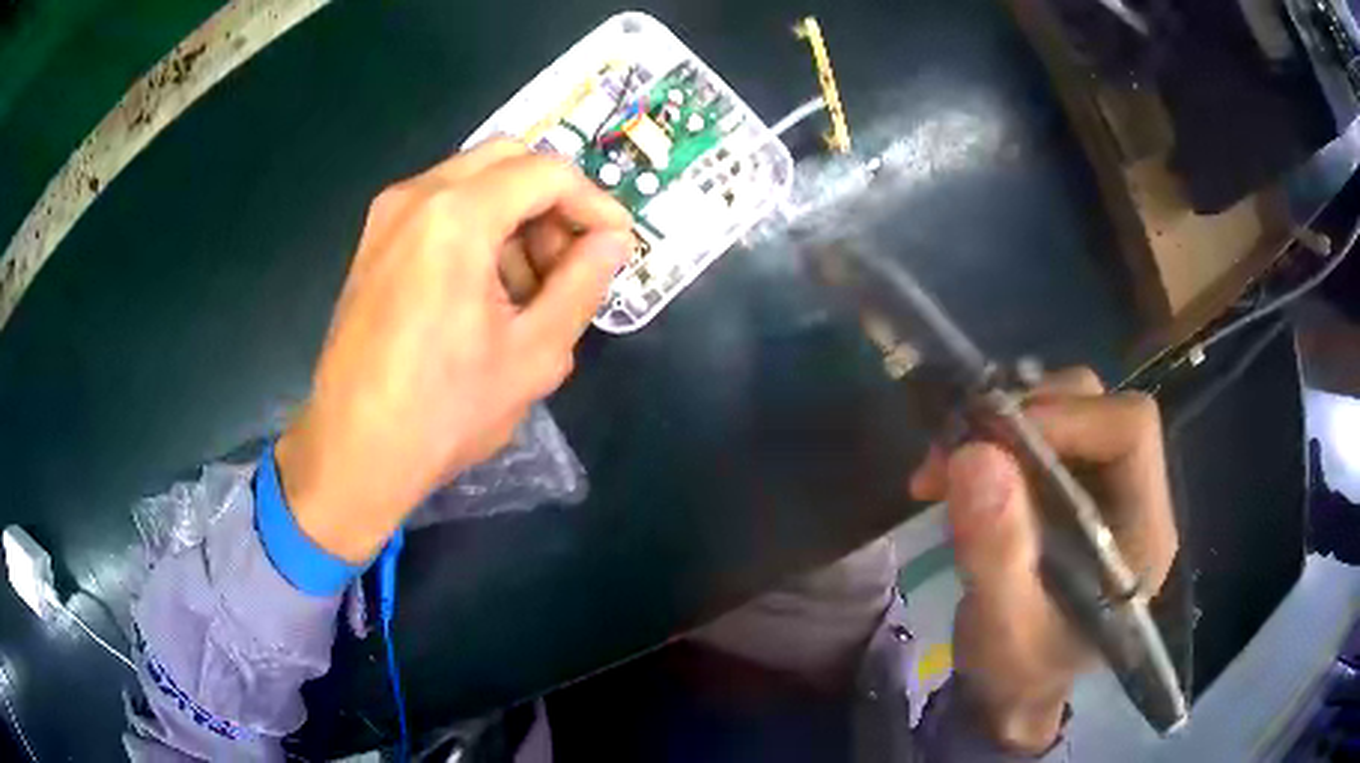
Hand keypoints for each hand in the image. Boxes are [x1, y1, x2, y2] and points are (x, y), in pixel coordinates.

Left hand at [276, 139, 631, 562]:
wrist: (354, 452)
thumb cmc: (445, 412)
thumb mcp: (534, 353)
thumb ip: (583, 284)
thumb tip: (613, 241)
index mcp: (456, 217)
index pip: (546, 172)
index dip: (593, 202)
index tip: (617, 242)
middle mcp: (416, 196)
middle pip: (507, 160)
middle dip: (551, 201)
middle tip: (571, 259)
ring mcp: (387, 216)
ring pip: (473, 180)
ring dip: (515, 215)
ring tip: (530, 286)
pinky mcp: (374, 241)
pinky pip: (440, 207)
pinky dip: (478, 228)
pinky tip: (487, 290)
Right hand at [909, 367, 1177, 753]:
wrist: (1012, 688)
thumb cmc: (1018, 672)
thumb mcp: (1002, 630)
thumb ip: (996, 554)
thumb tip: (975, 454)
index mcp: (1144, 532)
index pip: (1130, 430)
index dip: (1067, 418)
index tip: (994, 441)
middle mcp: (1136, 494)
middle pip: (1099, 406)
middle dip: (1024, 415)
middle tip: (958, 450)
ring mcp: (1105, 485)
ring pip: (1067, 407)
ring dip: (1003, 424)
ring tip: (947, 464)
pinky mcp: (1074, 484)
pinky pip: (1040, 430)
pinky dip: (993, 439)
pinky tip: (957, 472)